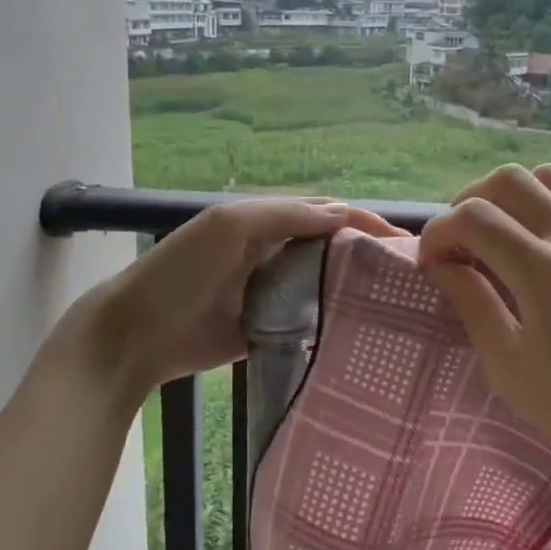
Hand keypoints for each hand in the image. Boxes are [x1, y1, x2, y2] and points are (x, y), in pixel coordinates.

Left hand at [82, 197, 402, 397]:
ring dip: (356, 292)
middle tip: (414, 280)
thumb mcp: (230, 226)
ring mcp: (272, 294)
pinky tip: (362, 335)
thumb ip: (284, 215)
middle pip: (331, 250)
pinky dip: (332, 325)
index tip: (407, 243)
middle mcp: (274, 254)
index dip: (365, 222)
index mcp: (266, 222)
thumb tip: (343, 214)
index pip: (326, 214)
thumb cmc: (181, 270)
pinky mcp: (267, 331)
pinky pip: (307, 323)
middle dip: (369, 258)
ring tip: (400, 308)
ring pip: (323, 287)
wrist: (136, 334)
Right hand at [417, 164, 550, 529]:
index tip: (431, 263)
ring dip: (515, 197)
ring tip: (505, 234)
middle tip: (461, 243)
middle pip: (509, 181)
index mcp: (543, 273)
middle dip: (469, 203)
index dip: (438, 232)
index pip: (473, 218)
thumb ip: (472, 304)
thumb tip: (442, 265)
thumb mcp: (510, 367)